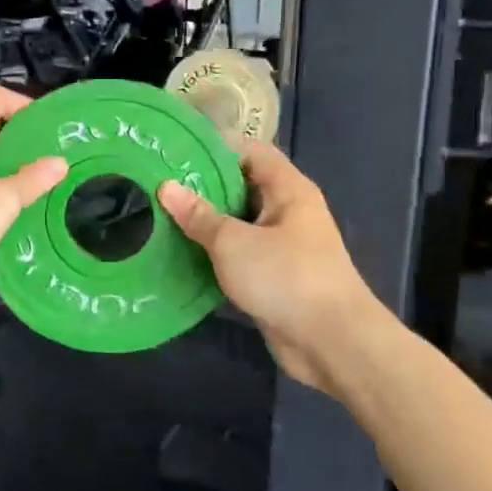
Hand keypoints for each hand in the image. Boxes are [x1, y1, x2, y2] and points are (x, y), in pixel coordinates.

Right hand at [157, 144, 392, 393]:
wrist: (332, 343)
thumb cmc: (286, 278)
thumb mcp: (234, 242)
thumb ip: (199, 216)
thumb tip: (166, 187)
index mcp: (288, 190)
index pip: (251, 151)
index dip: (216, 146)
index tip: (176, 149)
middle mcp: (287, 212)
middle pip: (241, 186)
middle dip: (203, 186)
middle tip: (159, 183)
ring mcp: (282, 246)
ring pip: (237, 223)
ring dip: (205, 223)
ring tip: (160, 215)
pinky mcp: (273, 277)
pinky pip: (238, 255)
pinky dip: (213, 253)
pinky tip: (180, 253)